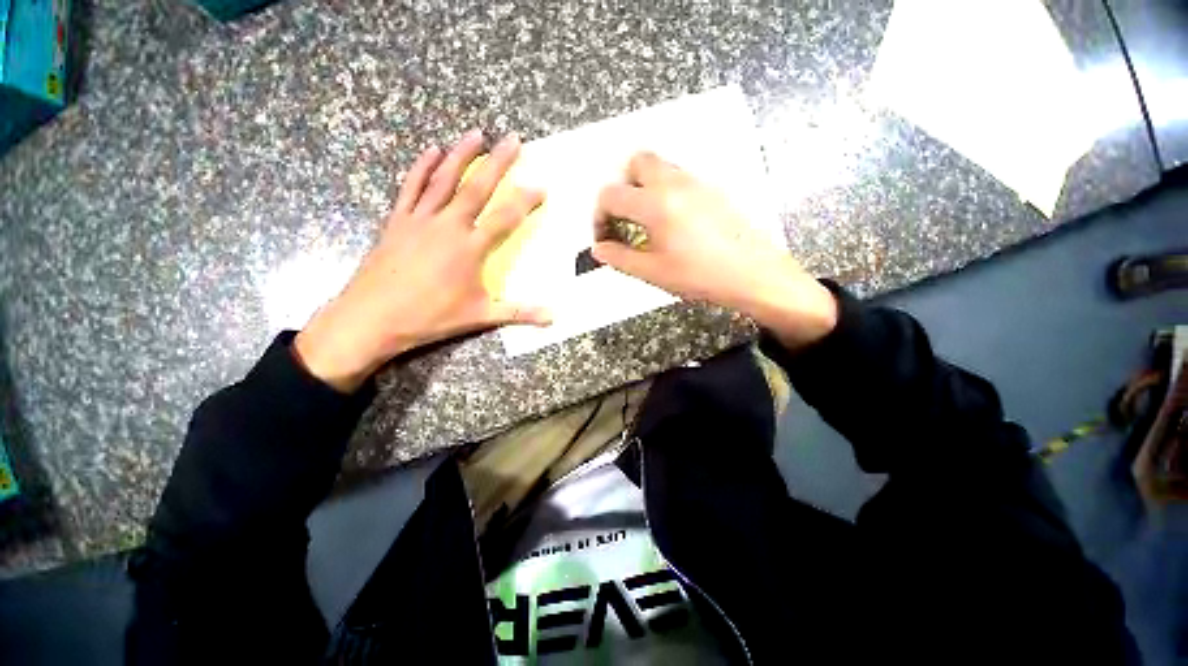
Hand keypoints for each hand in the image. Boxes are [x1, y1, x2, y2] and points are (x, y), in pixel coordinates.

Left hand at [295, 130, 550, 392]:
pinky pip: (411, 187)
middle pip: (477, 187)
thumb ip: (518, 312)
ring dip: (461, 155)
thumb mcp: (480, 316)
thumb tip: (552, 318)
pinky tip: (431, 151)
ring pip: (444, 179)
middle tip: (513, 139)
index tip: (541, 186)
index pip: (505, 218)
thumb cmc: (431, 317)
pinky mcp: (398, 221)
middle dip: (498, 162)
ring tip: (476, 134)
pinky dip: (422, 167)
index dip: (525, 201)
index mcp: (470, 248)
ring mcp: (420, 219)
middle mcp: (448, 226)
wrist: (373, 317)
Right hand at [592, 151, 836, 349]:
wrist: (752, 274)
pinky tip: (670, 222)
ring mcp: (697, 183)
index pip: (611, 195)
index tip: (605, 237)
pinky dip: (664, 190)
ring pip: (659, 167)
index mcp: (655, 204)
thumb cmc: (702, 276)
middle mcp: (675, 183)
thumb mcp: (652, 272)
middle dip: (621, 187)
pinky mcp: (712, 189)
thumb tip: (600, 249)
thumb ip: (619, 258)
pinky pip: (679, 177)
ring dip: (643, 186)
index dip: (599, 217)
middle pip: (636, 162)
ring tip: (645, 222)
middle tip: (622, 217)